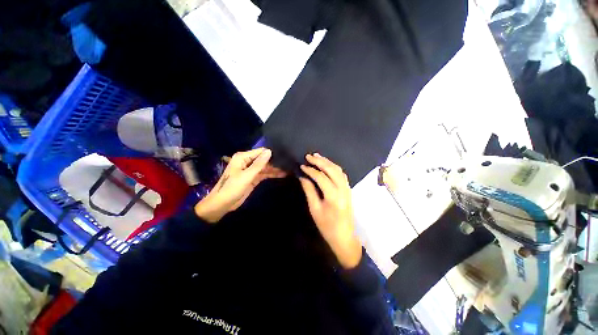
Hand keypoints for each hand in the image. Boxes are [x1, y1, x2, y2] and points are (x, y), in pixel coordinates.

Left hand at [195, 148, 285, 222]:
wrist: (222, 204)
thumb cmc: (232, 188)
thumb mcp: (246, 175)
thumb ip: (259, 164)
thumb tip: (269, 151)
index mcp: (243, 157)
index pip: (260, 152)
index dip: (272, 153)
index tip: (285, 154)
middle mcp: (247, 161)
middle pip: (264, 159)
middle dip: (275, 161)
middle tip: (289, 162)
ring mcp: (251, 170)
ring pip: (265, 167)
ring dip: (275, 168)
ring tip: (289, 168)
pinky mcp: (253, 178)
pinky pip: (264, 174)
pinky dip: (272, 174)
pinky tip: (282, 174)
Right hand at [299, 153, 361, 268]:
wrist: (344, 236)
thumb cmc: (327, 226)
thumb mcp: (315, 209)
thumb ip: (309, 191)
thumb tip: (302, 177)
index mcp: (333, 196)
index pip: (321, 177)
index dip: (310, 170)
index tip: (302, 166)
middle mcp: (343, 189)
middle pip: (331, 169)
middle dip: (319, 161)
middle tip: (309, 156)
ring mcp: (347, 188)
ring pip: (338, 170)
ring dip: (327, 162)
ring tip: (317, 156)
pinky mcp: (348, 189)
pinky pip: (341, 174)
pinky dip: (333, 167)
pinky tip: (327, 164)